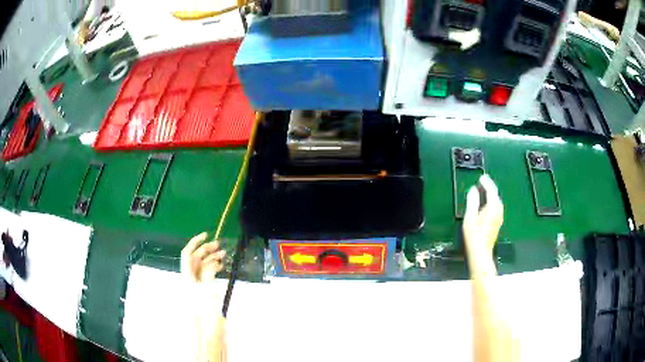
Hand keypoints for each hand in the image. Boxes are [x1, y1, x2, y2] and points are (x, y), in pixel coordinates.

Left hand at [182, 233, 227, 361]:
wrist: (205, 330)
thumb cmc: (205, 311)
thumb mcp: (208, 290)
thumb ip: (208, 273)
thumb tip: (211, 261)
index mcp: (187, 277)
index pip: (187, 254)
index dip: (195, 243)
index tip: (206, 235)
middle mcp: (189, 278)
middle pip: (195, 259)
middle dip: (206, 250)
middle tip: (219, 246)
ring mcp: (195, 285)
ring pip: (202, 266)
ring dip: (211, 259)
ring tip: (223, 255)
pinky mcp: (202, 290)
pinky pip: (206, 274)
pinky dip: (212, 268)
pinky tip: (220, 266)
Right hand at [463, 175, 503, 274]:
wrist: (481, 252)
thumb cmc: (474, 234)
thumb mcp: (470, 216)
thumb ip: (472, 201)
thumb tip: (474, 189)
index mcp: (493, 206)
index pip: (491, 190)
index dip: (486, 182)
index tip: (481, 177)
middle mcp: (498, 210)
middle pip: (495, 195)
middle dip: (490, 187)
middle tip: (483, 181)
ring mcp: (499, 217)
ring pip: (497, 201)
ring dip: (491, 194)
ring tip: (484, 190)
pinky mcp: (497, 222)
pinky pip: (496, 207)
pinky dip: (492, 201)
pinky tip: (487, 204)